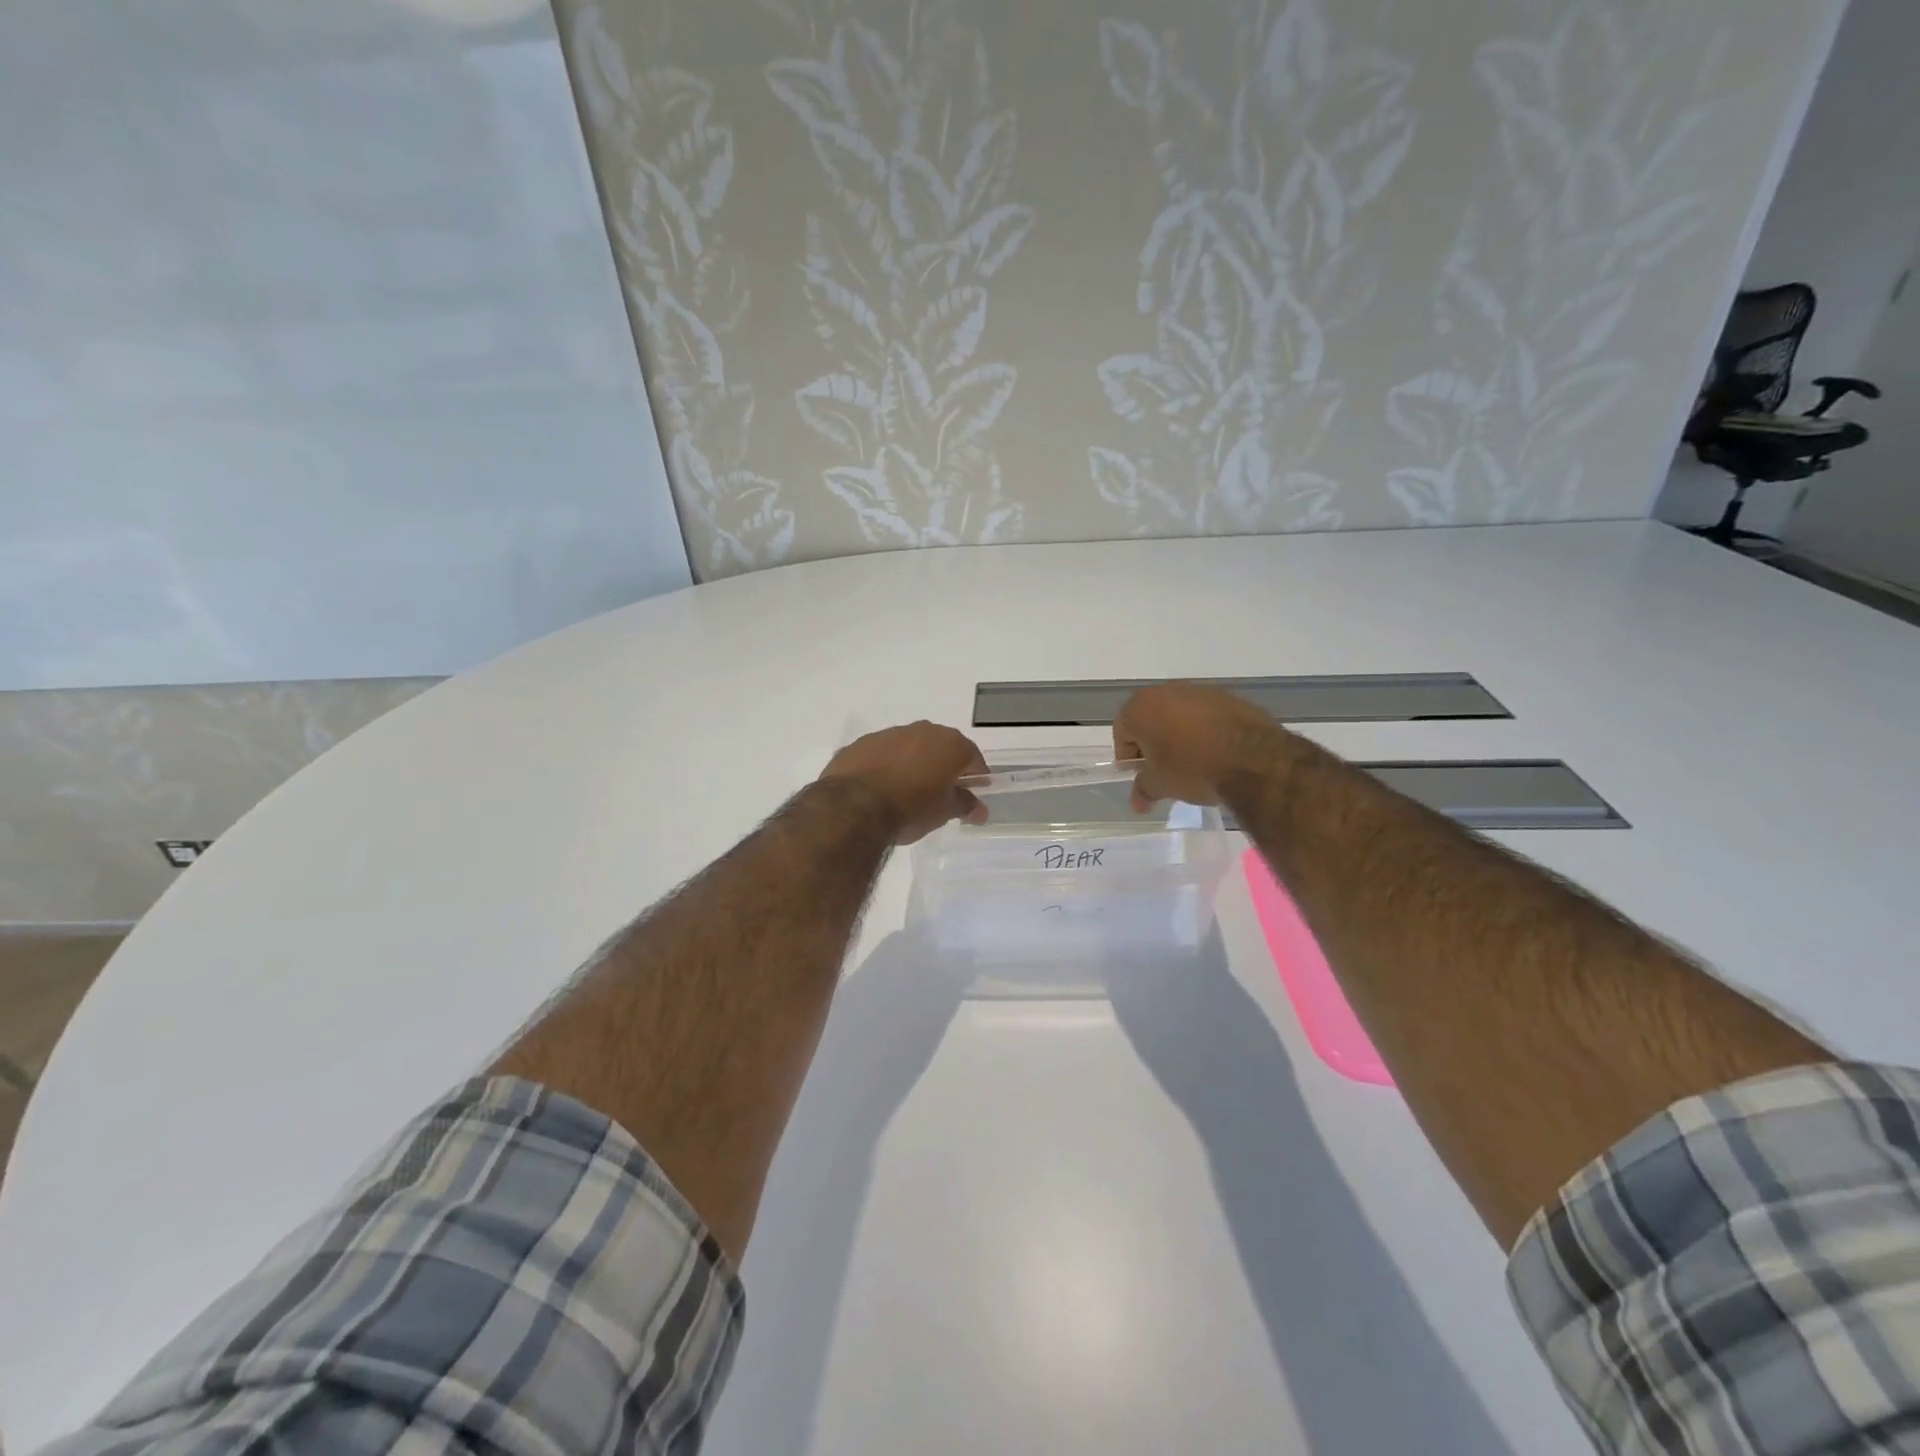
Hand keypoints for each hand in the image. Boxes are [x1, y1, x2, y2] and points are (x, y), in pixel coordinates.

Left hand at [819, 722, 989, 844]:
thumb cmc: (911, 808)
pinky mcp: (861, 743)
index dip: (975, 776)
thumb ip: (965, 806)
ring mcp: (889, 734)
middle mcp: (922, 730)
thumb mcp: (944, 812)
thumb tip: (980, 810)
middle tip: (940, 792)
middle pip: (941, 747)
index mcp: (950, 744)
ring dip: (912, 763)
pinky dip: (885, 766)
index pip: (973, 758)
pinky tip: (879, 788)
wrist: (854, 807)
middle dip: (943, 767)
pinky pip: (881, 753)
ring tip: (906, 791)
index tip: (972, 794)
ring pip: (909, 747)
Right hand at [1113, 682, 1285, 811]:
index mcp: (1140, 707)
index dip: (1128, 757)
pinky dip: (1204, 730)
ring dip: (1179, 735)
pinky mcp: (1228, 697)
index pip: (1122, 733)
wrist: (1254, 759)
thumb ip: (1143, 789)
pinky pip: (1205, 715)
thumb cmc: (1193, 768)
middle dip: (1153, 743)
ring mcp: (1199, 690)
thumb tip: (1137, 802)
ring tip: (1192, 763)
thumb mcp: (1161, 785)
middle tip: (1163, 770)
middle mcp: (1166, 691)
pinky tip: (1216, 753)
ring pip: (1178, 715)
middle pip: (1150, 719)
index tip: (1141, 776)